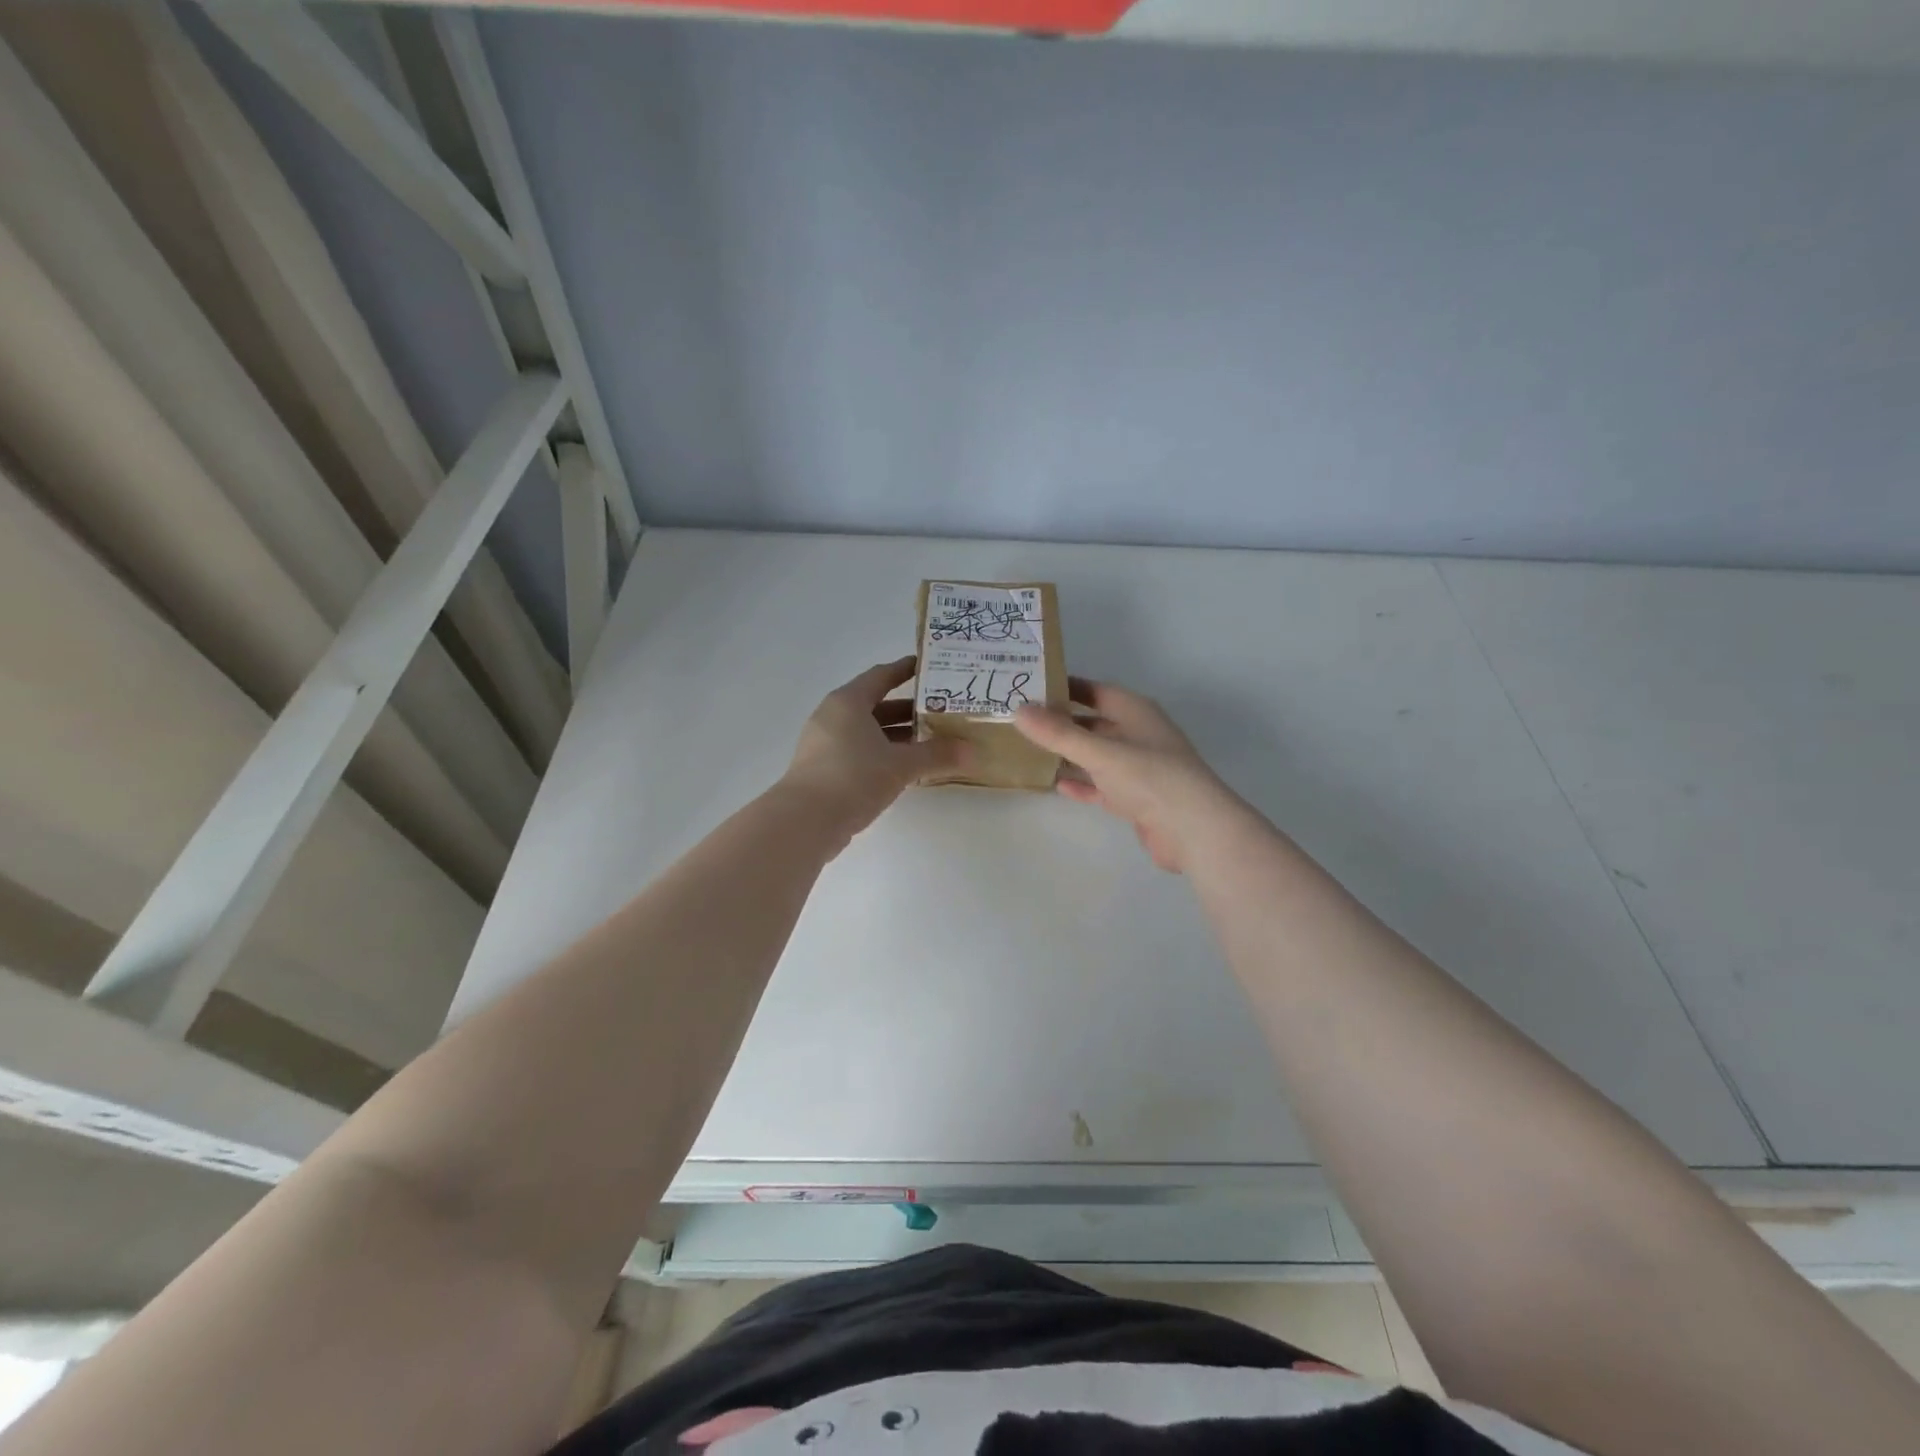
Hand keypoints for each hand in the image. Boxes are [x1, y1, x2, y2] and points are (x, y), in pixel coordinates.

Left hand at [781, 657, 966, 848]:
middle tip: (942, 712)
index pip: (882, 676)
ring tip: (932, 742)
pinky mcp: (824, 769)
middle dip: (909, 710)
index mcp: (848, 702)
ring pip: (868, 731)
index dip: (906, 670)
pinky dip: (883, 754)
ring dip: (898, 736)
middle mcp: (833, 716)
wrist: (805, 821)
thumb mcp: (900, 765)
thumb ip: (936, 755)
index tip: (930, 668)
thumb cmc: (853, 777)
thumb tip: (971, 751)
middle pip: (876, 705)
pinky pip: (859, 751)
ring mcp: (825, 743)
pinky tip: (906, 768)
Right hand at [1014, 680, 1234, 873]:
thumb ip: (1058, 733)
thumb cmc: (1150, 777)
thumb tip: (1018, 710)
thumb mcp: (1100, 751)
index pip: (1094, 690)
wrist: (1194, 830)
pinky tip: (1056, 785)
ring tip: (1029, 751)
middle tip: (1020, 722)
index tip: (1029, 688)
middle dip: (1061, 723)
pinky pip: (1101, 785)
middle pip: (1093, 723)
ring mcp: (1138, 768)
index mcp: (1135, 712)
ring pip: (1096, 755)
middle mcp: (1137, 735)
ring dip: (1068, 754)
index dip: (1064, 687)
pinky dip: (1082, 783)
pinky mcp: (1135, 799)